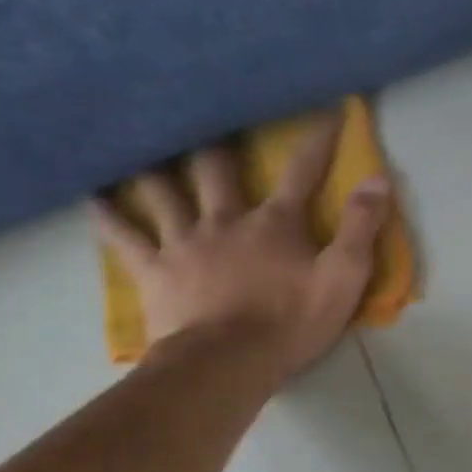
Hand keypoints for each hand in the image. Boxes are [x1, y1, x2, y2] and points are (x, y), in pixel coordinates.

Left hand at [90, 115, 389, 379]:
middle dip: (218, 141)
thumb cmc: (291, 322)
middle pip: (217, 168)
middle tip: (205, 114)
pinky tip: (92, 196)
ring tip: (142, 145)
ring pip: (164, 191)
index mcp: (275, 223)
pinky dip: (108, 215)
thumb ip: (362, 227)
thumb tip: (379, 178)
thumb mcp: (344, 278)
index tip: (330, 109)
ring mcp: (184, 243)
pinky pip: (125, 236)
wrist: (228, 363)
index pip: (303, 171)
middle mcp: (226, 219)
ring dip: (155, 167)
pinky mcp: (154, 270)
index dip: (319, 139)